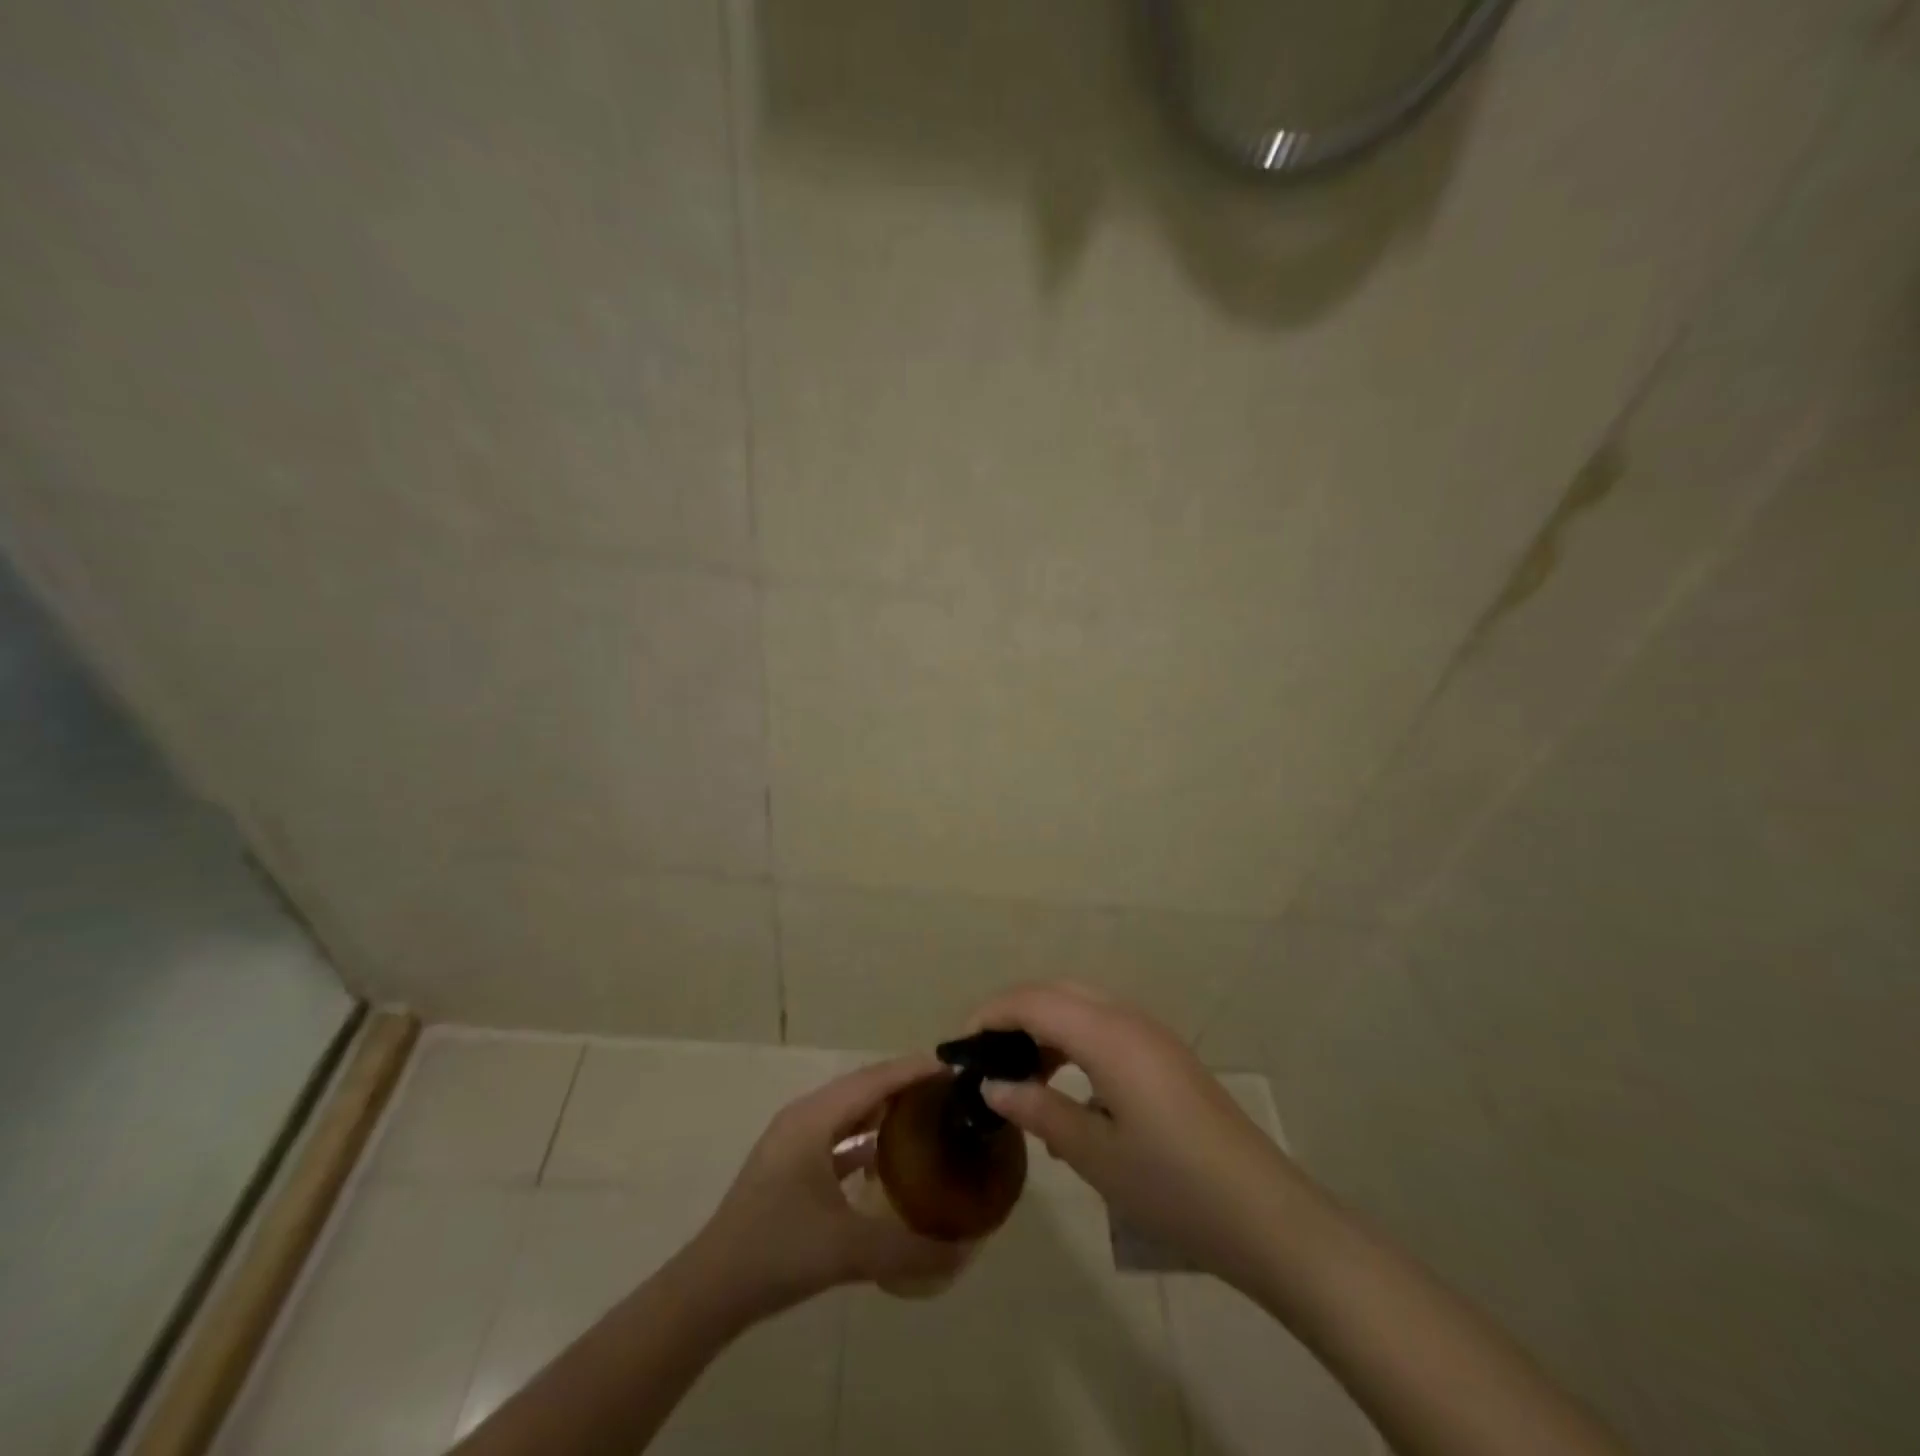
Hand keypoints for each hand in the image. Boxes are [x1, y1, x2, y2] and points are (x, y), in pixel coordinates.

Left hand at [693, 1055, 969, 1319]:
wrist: (710, 1290)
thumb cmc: (777, 1251)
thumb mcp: (847, 1249)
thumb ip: (907, 1248)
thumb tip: (962, 1249)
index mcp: (814, 1118)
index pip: (874, 1080)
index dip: (913, 1070)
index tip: (954, 1069)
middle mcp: (804, 1117)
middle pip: (862, 1087)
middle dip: (903, 1084)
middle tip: (947, 1092)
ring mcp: (794, 1141)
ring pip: (848, 1111)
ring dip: (884, 1109)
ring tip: (926, 1115)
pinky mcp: (790, 1165)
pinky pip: (837, 1136)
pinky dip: (864, 1137)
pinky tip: (888, 1158)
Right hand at [966, 982, 1301, 1284]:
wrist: (1266, 1216)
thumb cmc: (1173, 1186)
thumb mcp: (1096, 1154)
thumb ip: (1039, 1110)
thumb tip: (991, 1085)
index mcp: (1108, 1035)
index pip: (1035, 1001)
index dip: (991, 1014)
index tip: (958, 1045)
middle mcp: (1129, 1019)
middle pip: (1058, 991)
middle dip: (1014, 1012)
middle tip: (983, 1054)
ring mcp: (1153, 1036)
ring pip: (1083, 1006)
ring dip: (1045, 1026)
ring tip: (1018, 1074)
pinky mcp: (1166, 1056)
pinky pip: (1105, 1027)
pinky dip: (1073, 1041)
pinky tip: (1065, 1088)